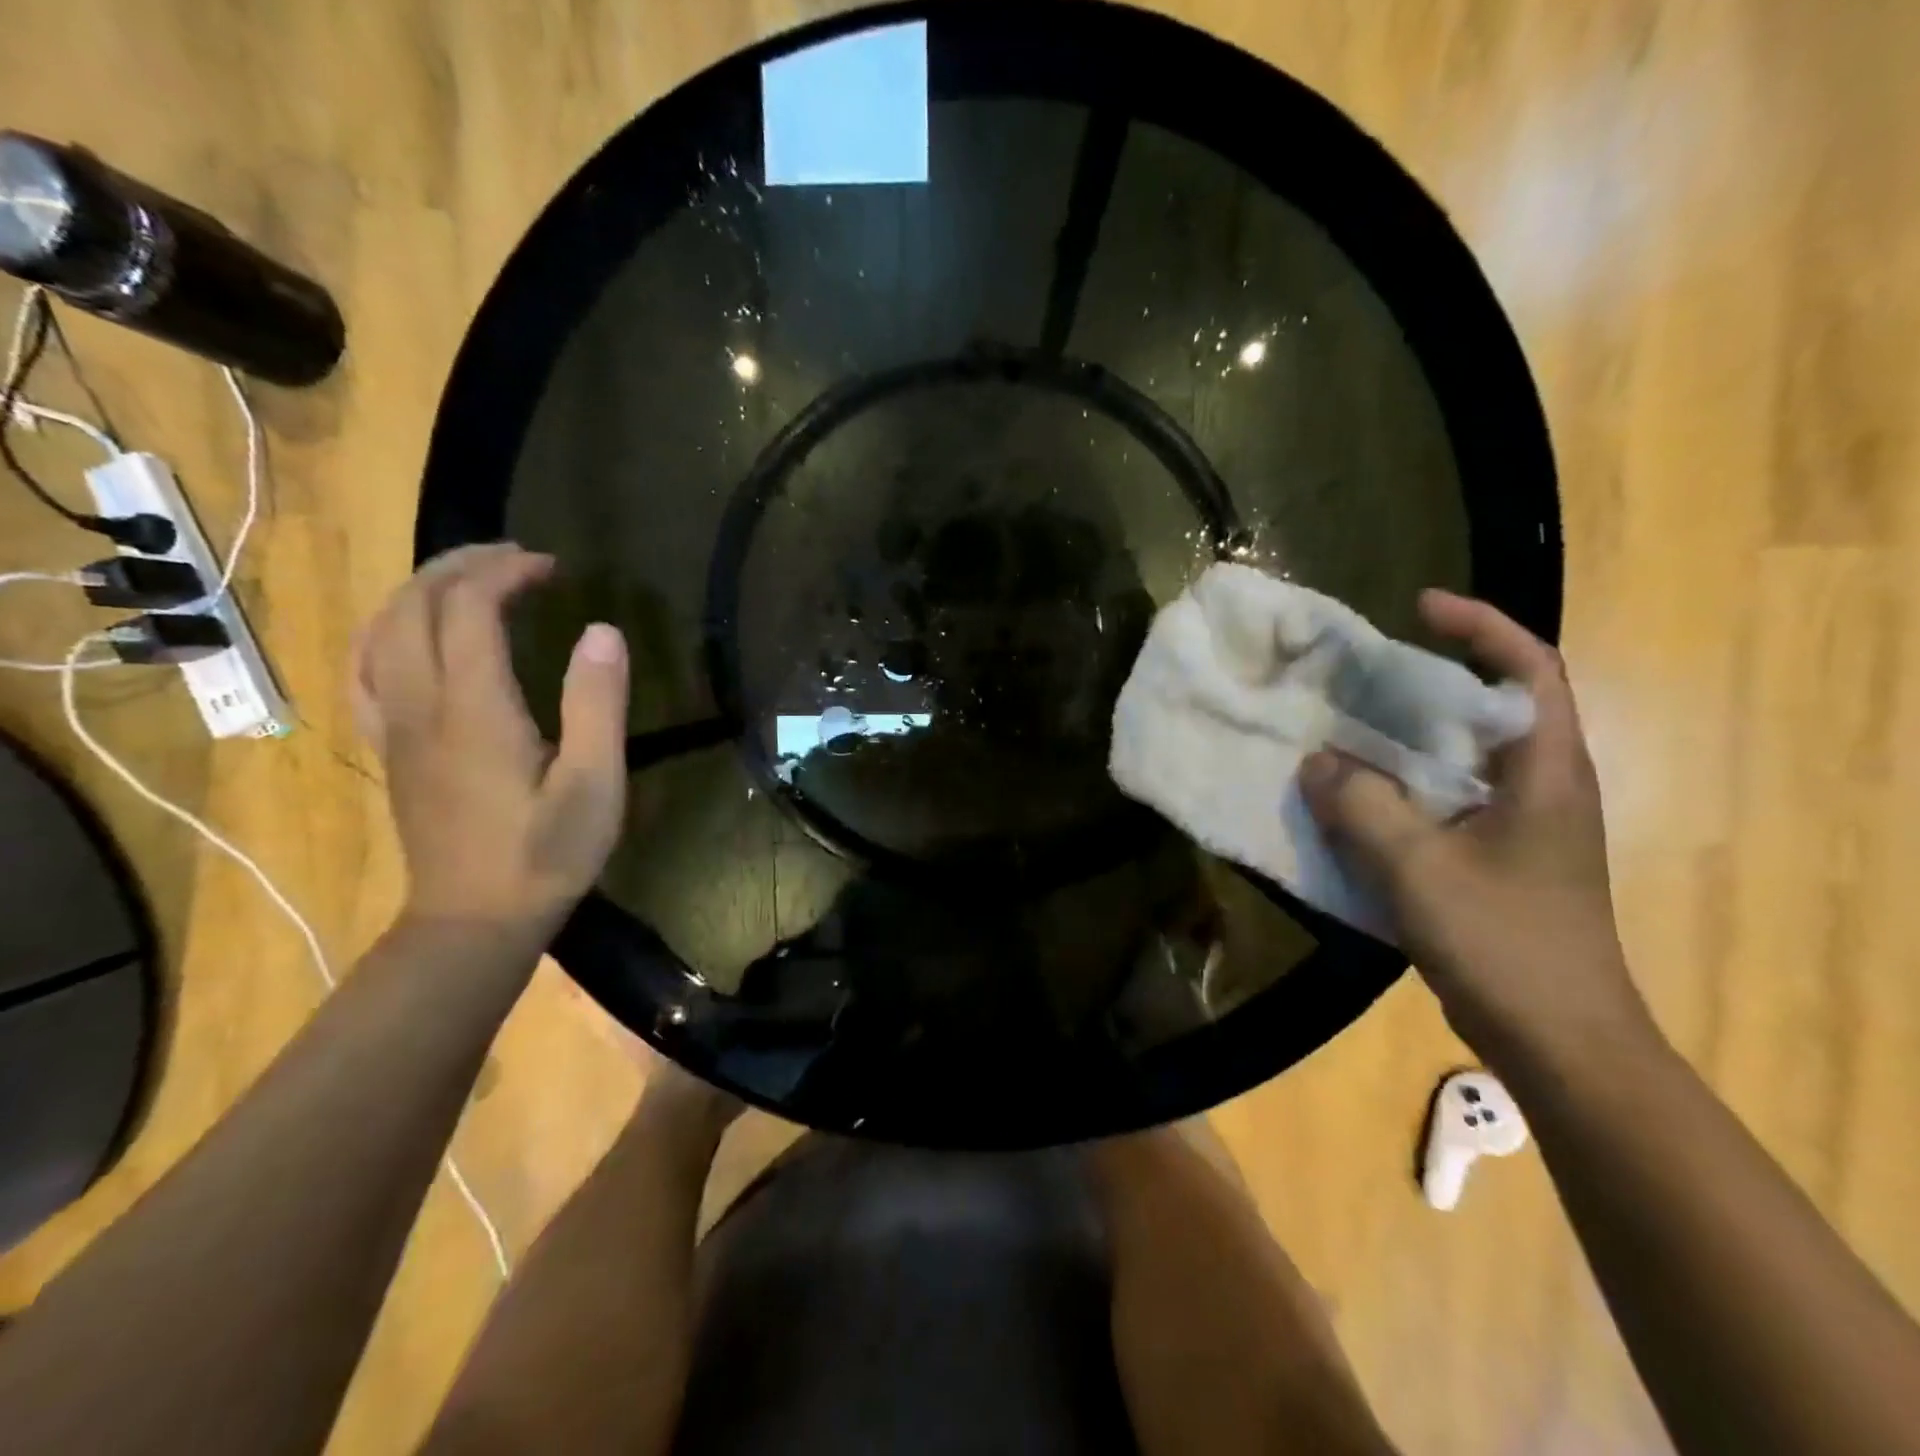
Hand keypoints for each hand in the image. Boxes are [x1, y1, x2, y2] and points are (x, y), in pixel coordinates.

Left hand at [354, 544, 628, 935]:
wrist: (473, 921)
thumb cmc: (546, 854)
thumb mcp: (594, 785)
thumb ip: (597, 705)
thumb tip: (603, 630)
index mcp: (475, 709)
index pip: (470, 608)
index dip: (507, 572)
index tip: (553, 566)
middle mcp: (421, 704)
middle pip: (416, 605)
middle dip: (463, 565)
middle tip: (518, 558)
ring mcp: (396, 726)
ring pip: (383, 630)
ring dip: (424, 589)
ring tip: (472, 579)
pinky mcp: (391, 747)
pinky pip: (367, 667)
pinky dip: (389, 629)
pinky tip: (414, 632)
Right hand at [1300, 590, 1653, 1067]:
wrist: (1559, 1041)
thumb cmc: (1504, 942)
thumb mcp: (1418, 867)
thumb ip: (1362, 805)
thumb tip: (1314, 761)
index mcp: (1546, 773)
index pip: (1529, 671)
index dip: (1481, 626)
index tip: (1419, 606)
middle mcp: (1541, 788)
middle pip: (1486, 710)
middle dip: (1424, 683)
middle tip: (1357, 675)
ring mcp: (1519, 829)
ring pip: (1457, 759)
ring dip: (1403, 740)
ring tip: (1342, 730)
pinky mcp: (1494, 861)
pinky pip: (1439, 803)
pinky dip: (1396, 789)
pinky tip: (1351, 801)